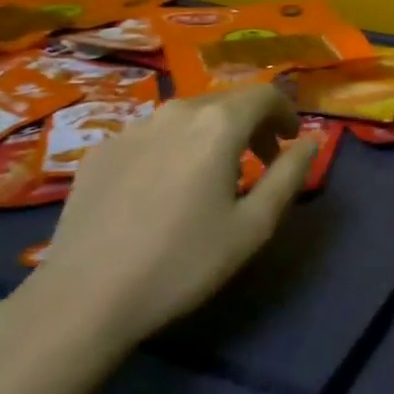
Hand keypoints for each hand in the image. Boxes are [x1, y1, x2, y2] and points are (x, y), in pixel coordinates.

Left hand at [22, 86, 315, 353]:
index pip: (264, 95)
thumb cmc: (182, 262)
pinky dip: (172, 149)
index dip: (285, 112)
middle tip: (260, 163)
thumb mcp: (253, 226)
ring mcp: (132, 128)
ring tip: (211, 179)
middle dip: (251, 125)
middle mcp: (175, 111)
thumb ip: (289, 175)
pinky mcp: (100, 150)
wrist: (84, 298)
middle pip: (225, 102)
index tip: (290, 141)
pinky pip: (151, 136)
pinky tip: (162, 192)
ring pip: (186, 117)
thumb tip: (310, 141)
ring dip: (211, 136)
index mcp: (218, 124)